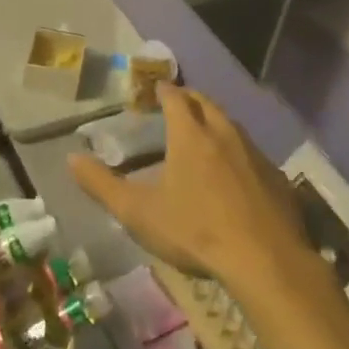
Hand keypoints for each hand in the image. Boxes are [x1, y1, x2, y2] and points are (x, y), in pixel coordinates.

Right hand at [69, 83, 311, 293]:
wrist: (265, 261)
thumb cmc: (195, 231)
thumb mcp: (138, 212)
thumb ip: (102, 185)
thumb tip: (71, 158)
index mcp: (190, 136)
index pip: (175, 98)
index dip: (164, 90)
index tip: (156, 87)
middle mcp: (224, 134)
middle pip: (206, 104)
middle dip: (190, 99)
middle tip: (177, 102)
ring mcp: (255, 155)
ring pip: (232, 126)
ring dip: (215, 122)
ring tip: (204, 133)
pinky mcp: (277, 179)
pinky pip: (252, 154)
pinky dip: (238, 152)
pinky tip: (235, 173)